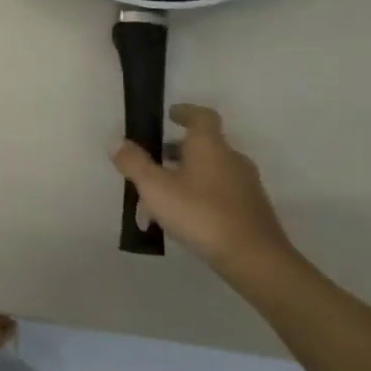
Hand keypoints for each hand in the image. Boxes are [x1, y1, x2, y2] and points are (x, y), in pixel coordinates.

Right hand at [110, 104, 295, 272]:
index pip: (202, 116)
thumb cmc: (200, 213)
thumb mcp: (155, 188)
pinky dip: (196, 197)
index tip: (170, 115)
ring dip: (182, 179)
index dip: (186, 112)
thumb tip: (117, 142)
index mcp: (210, 147)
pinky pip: (217, 193)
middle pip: (202, 146)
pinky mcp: (250, 209)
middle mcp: (231, 159)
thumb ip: (134, 163)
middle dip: (175, 153)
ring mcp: (244, 185)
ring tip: (156, 202)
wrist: (254, 258)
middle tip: (151, 164)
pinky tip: (179, 220)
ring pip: (207, 173)